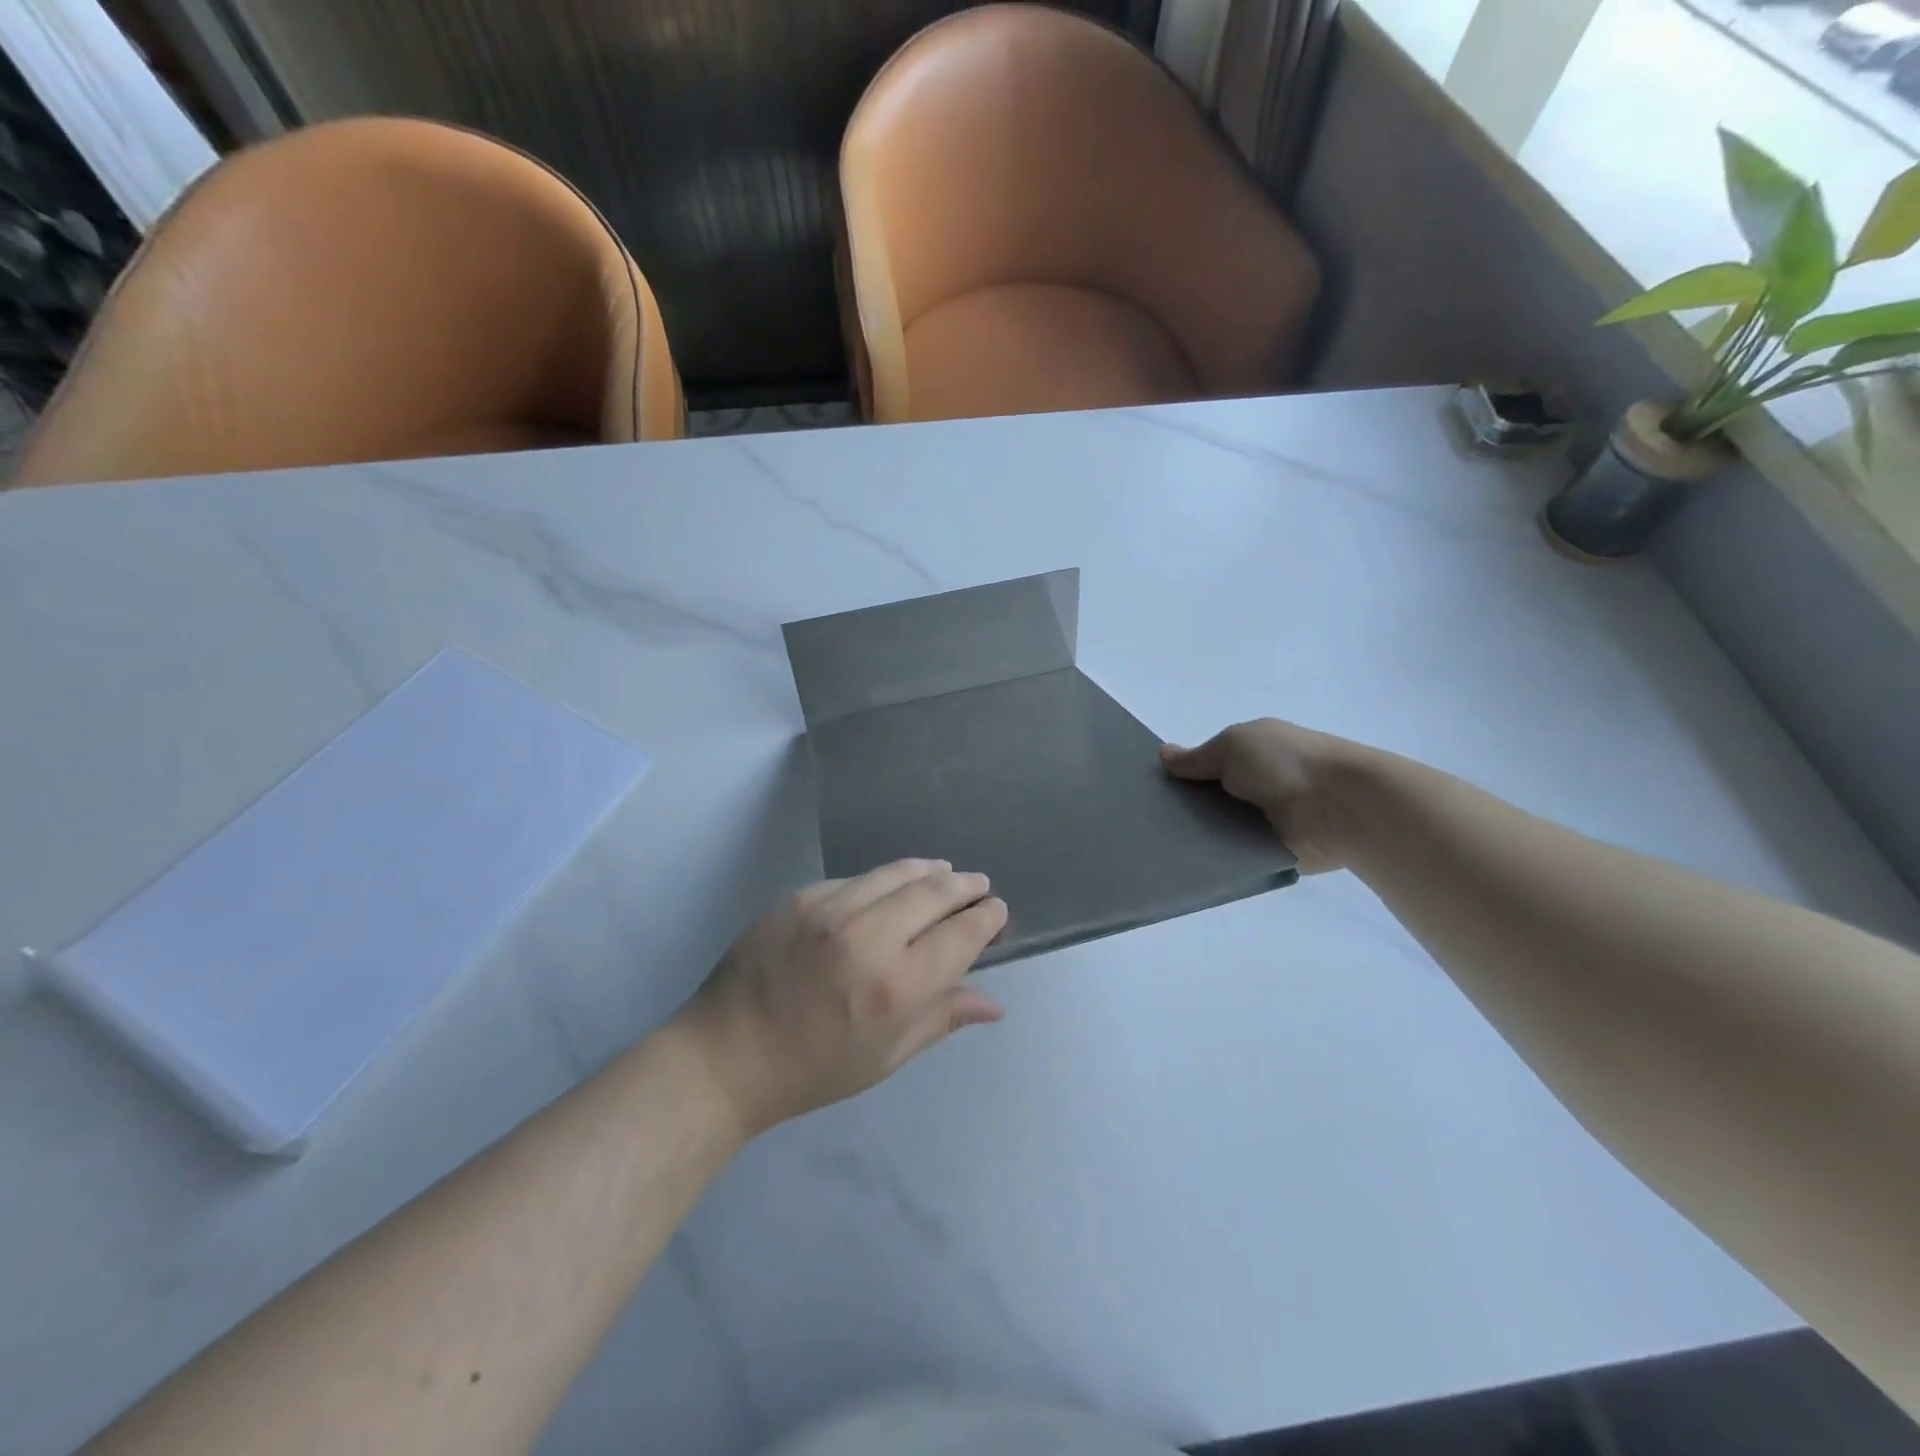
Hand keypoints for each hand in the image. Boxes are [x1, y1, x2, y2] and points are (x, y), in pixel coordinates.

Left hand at [675, 860, 1008, 1134]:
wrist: (726, 1055)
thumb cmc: (813, 1070)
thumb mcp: (885, 1057)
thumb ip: (941, 1019)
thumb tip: (993, 1003)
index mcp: (896, 987)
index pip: (961, 936)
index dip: (985, 918)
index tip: (996, 909)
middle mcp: (868, 937)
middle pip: (934, 893)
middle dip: (965, 885)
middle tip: (978, 884)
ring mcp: (830, 909)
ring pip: (896, 873)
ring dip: (928, 871)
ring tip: (944, 872)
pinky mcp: (800, 896)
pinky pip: (855, 879)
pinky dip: (882, 880)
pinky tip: (889, 886)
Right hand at [1161, 719, 1370, 873]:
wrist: (1340, 808)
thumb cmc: (1285, 764)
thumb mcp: (1233, 745)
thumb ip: (1197, 757)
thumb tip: (1164, 755)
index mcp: (1251, 754)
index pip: (1206, 765)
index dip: (1180, 774)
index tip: (1148, 789)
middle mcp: (1255, 786)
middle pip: (1207, 799)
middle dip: (1183, 807)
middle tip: (1144, 821)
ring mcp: (1263, 822)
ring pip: (1216, 829)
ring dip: (1196, 834)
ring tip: (1155, 846)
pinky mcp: (1269, 854)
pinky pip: (1232, 856)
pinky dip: (1214, 858)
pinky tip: (1183, 863)